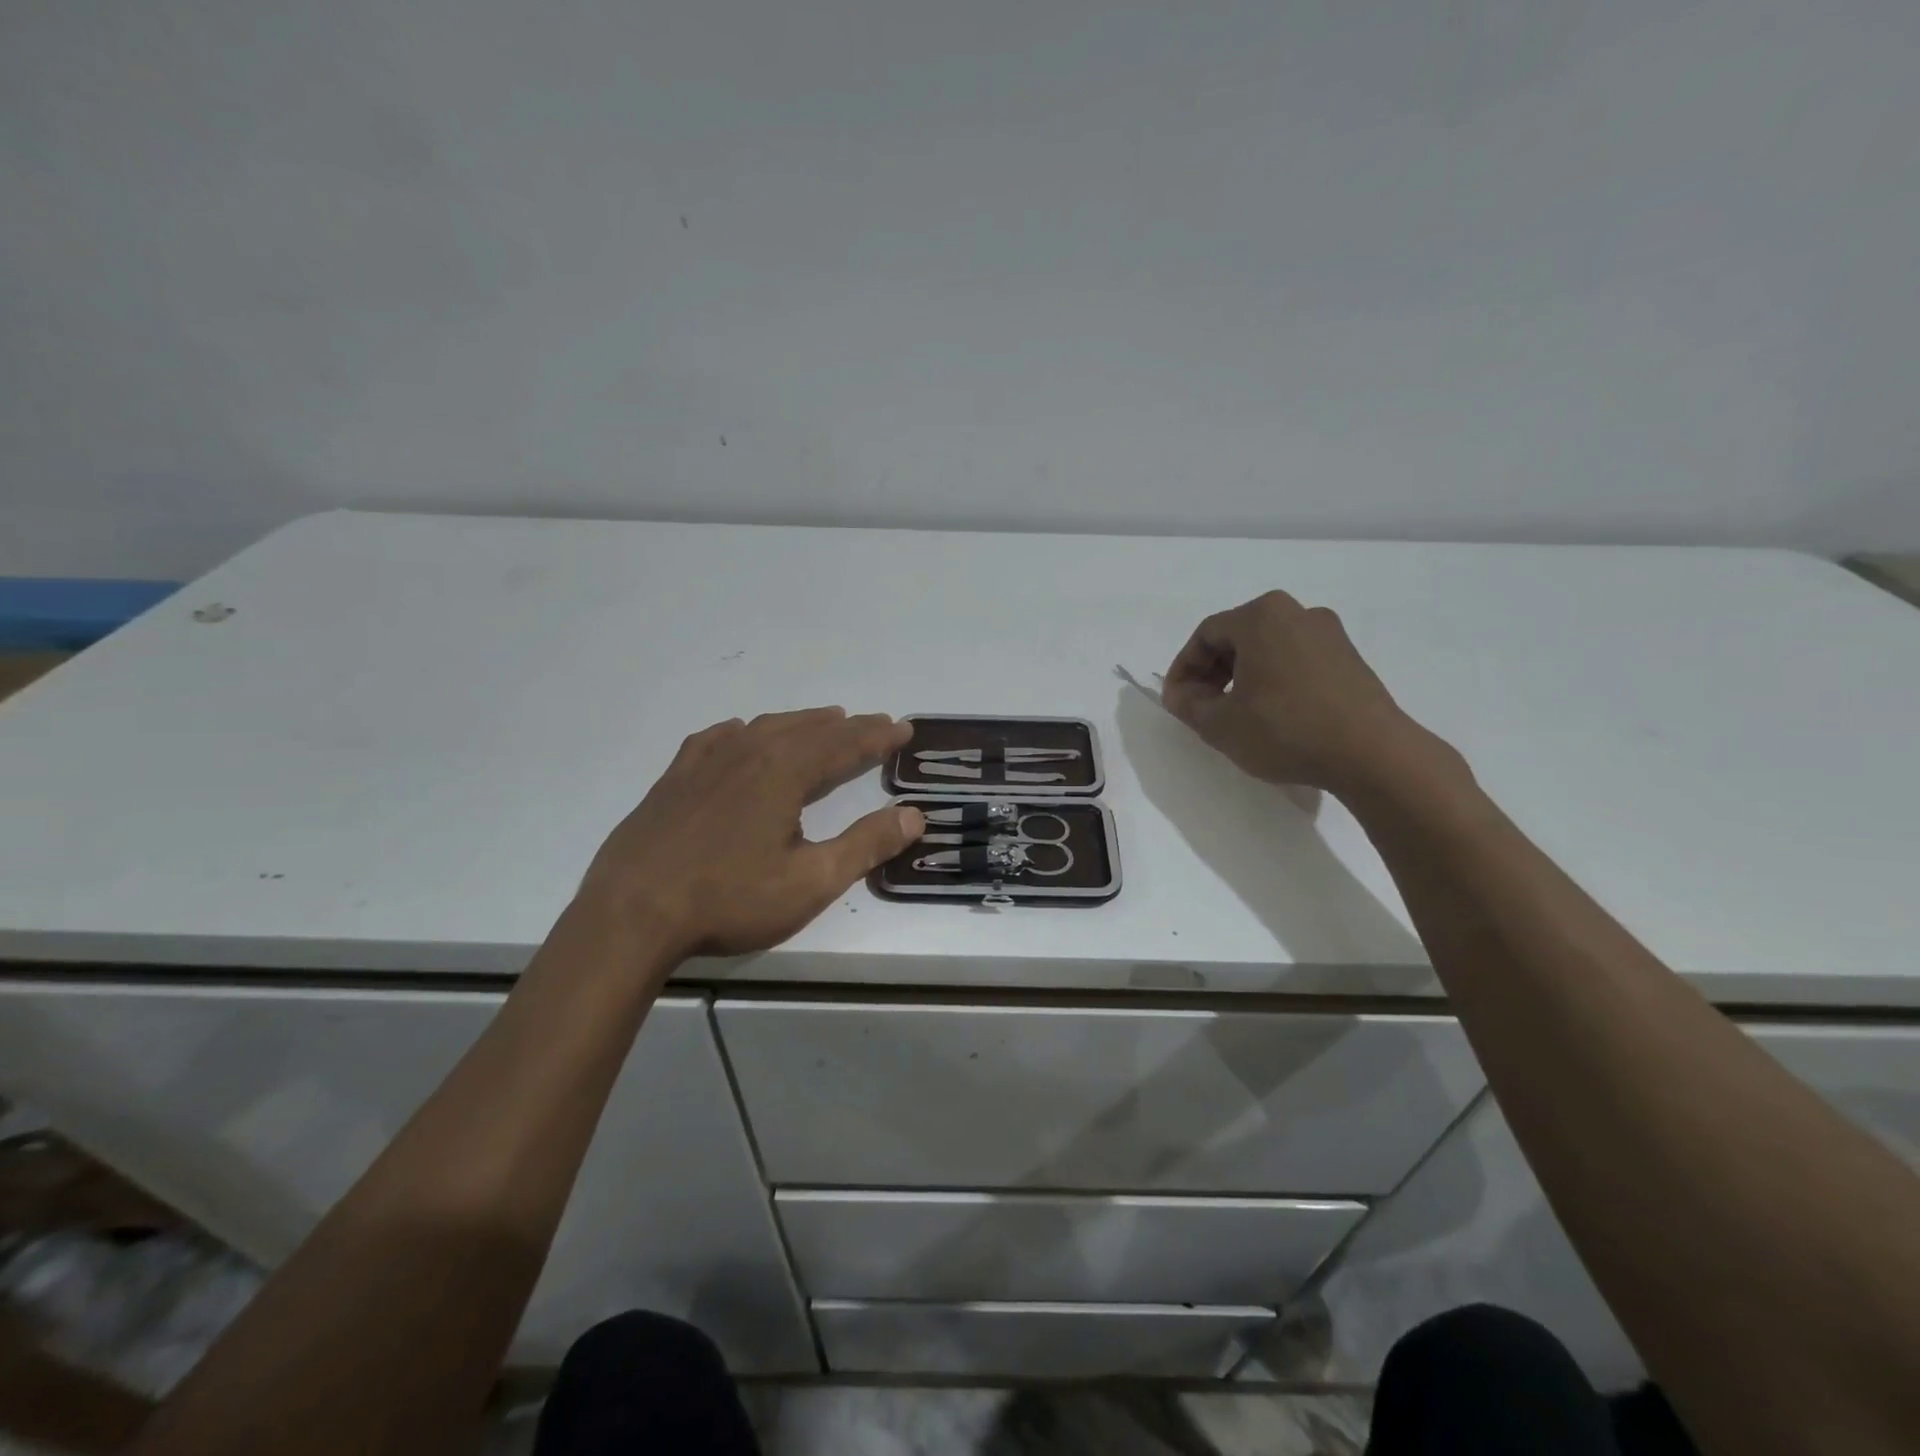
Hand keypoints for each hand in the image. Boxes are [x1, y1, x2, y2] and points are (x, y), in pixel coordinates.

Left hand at [576, 708, 924, 959]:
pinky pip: (715, 739)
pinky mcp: (673, 779)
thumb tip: (914, 815)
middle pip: (809, 730)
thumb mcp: (811, 881)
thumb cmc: (730, 899)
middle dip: (848, 727)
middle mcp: (748, 753)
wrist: (631, 914)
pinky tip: (740, 733)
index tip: (905, 729)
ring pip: (764, 728)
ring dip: (801, 723)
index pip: (845, 745)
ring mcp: (706, 763)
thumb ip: (866, 845)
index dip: (878, 736)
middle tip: (875, 723)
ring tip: (824, 721)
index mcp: (785, 773)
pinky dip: (741, 731)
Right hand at [1161, 591, 1455, 798]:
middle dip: (1212, 673)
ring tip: (1235, 715)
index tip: (1176, 701)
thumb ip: (1188, 704)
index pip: (1205, 635)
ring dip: (1243, 678)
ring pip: (1268, 650)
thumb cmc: (1285, 729)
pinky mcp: (1350, 659)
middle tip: (1201, 708)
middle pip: (1238, 637)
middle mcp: (1297, 613)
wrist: (1371, 754)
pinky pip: (1296, 662)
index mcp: (1261, 616)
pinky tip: (1272, 716)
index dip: (1183, 668)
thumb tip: (1179, 694)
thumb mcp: (1220, 724)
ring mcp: (1329, 634)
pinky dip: (1274, 682)